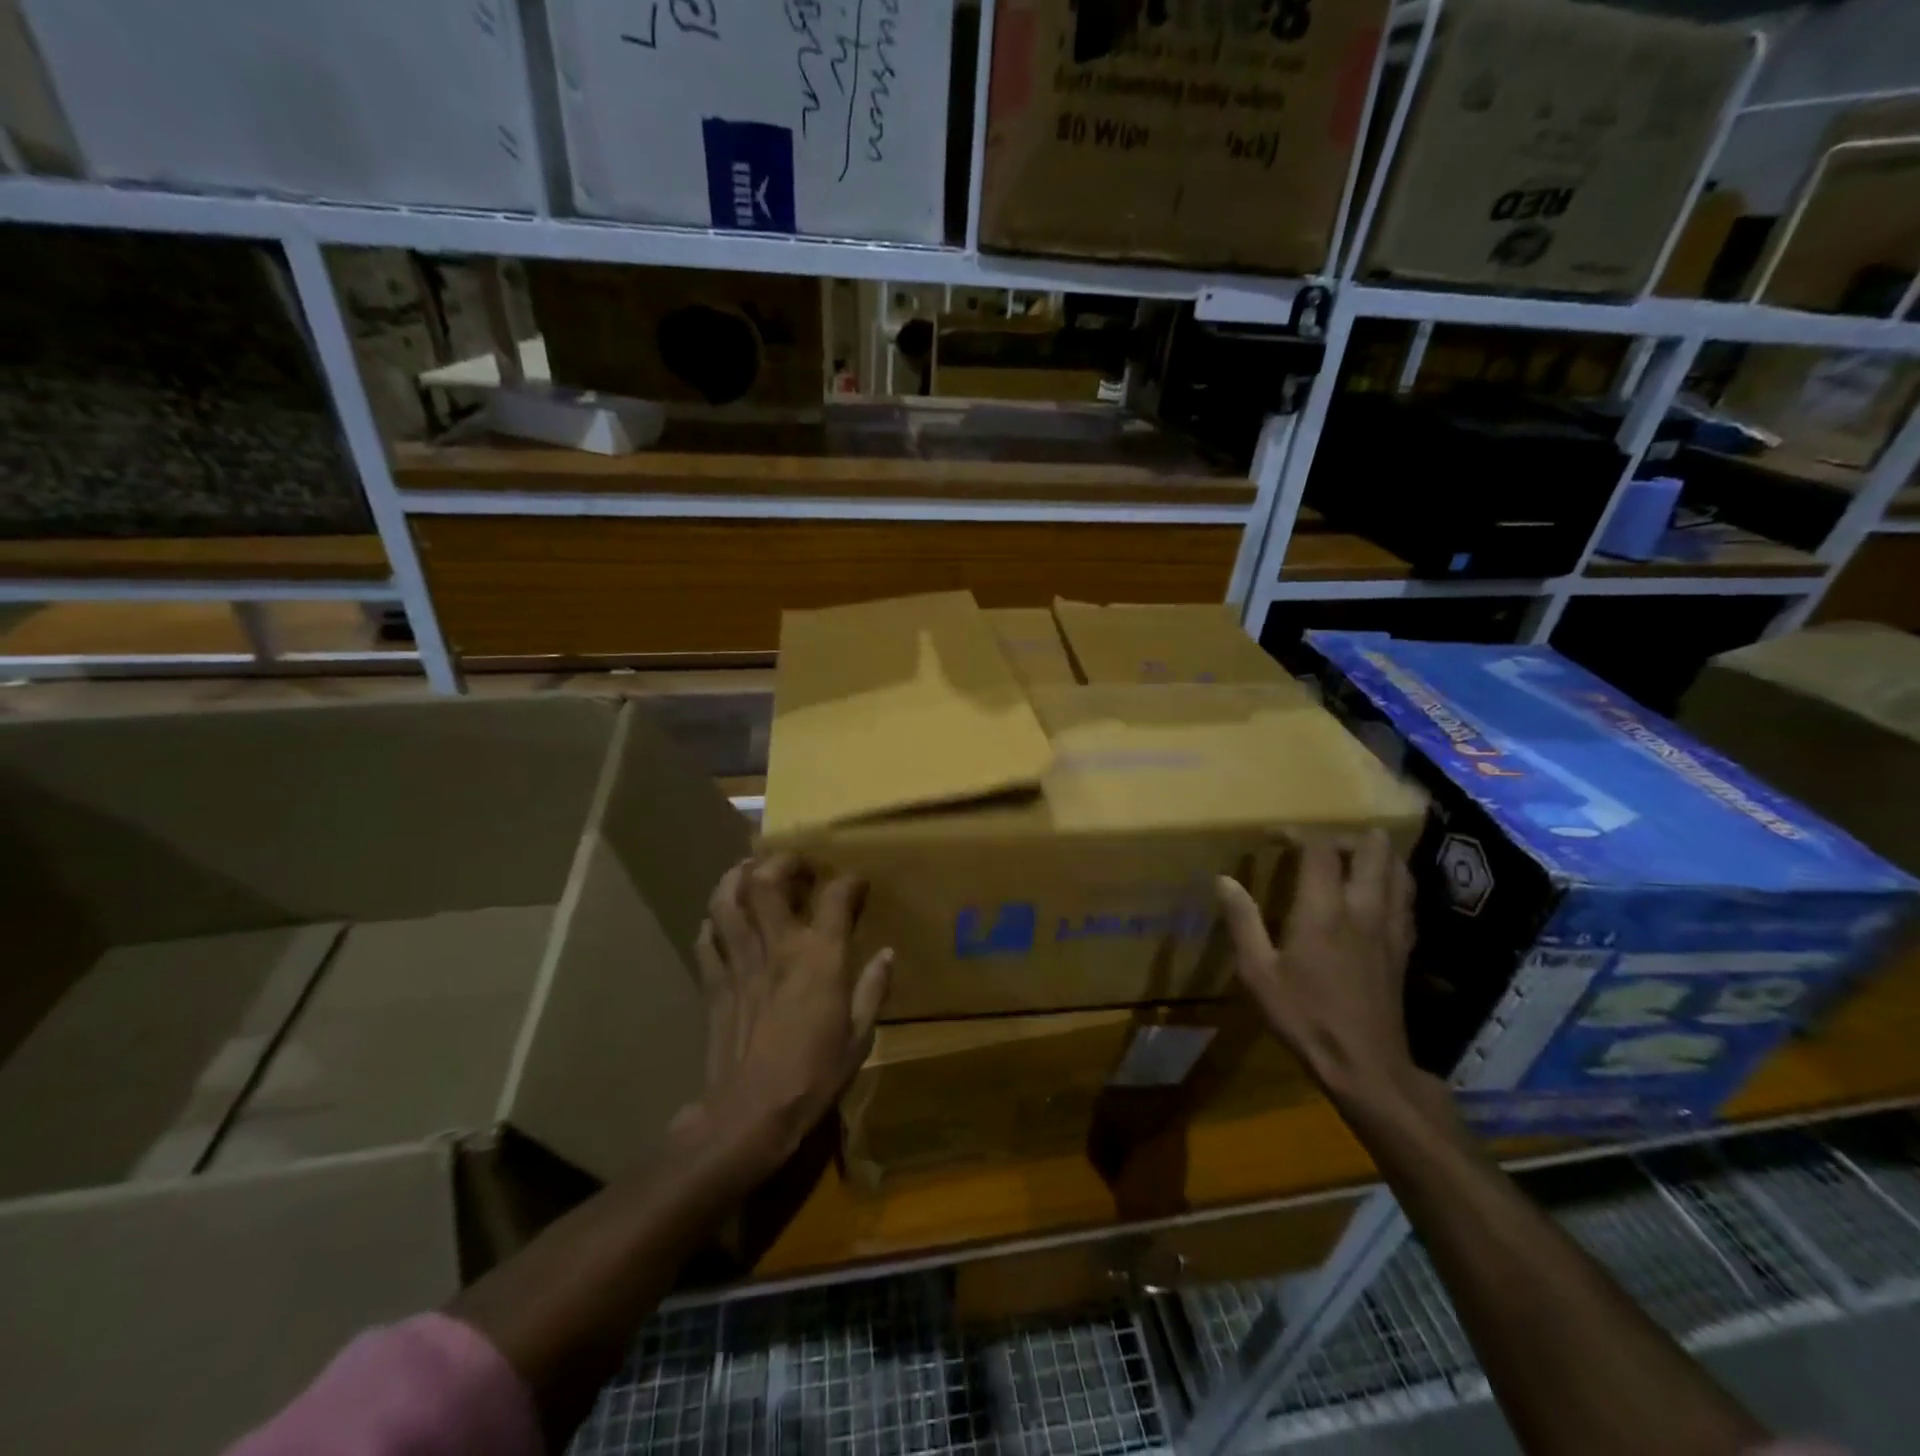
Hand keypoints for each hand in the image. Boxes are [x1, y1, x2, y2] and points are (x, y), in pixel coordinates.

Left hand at [675, 854, 892, 1178]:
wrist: (748, 1115)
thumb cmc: (813, 1077)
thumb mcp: (859, 1037)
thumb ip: (873, 989)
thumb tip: (887, 953)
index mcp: (819, 956)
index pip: (836, 897)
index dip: (849, 882)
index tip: (856, 883)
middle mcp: (777, 946)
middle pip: (766, 882)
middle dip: (780, 863)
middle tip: (794, 865)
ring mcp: (739, 962)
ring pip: (726, 901)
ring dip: (736, 878)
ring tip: (749, 872)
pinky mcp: (712, 984)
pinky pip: (707, 940)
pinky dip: (713, 923)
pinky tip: (721, 923)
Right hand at [1216, 829, 1421, 1108]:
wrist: (1365, 1066)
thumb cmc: (1304, 1017)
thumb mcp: (1258, 973)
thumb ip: (1242, 921)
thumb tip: (1224, 880)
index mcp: (1323, 911)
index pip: (1320, 849)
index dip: (1298, 833)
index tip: (1275, 837)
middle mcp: (1363, 909)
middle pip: (1371, 849)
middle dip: (1345, 836)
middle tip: (1318, 846)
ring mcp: (1390, 928)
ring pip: (1398, 870)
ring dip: (1376, 854)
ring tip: (1351, 857)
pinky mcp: (1405, 947)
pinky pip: (1406, 898)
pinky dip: (1393, 881)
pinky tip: (1378, 892)